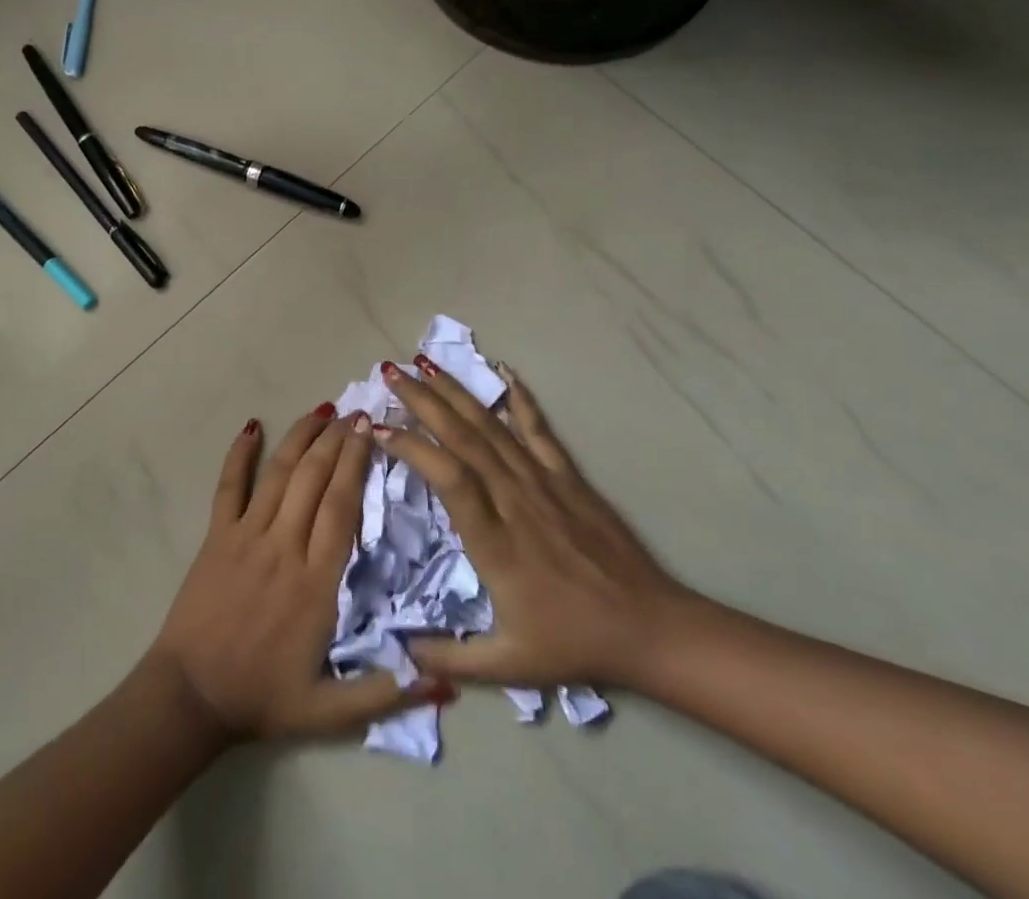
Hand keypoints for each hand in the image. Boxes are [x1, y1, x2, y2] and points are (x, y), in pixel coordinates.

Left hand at [145, 407, 456, 744]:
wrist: (192, 696)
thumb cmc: (263, 698)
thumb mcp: (330, 713)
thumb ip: (387, 695)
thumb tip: (446, 683)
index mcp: (316, 583)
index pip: (342, 507)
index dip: (357, 464)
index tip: (371, 431)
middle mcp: (284, 547)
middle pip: (314, 479)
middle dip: (336, 440)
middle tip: (355, 412)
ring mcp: (246, 536)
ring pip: (278, 474)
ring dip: (301, 438)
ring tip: (321, 410)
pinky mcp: (216, 535)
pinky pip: (228, 486)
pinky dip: (238, 454)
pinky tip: (251, 426)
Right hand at [376, 358, 693, 691]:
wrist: (650, 628)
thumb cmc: (573, 642)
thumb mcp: (509, 666)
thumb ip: (450, 659)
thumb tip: (397, 651)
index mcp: (495, 541)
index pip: (447, 477)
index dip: (412, 448)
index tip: (378, 429)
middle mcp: (514, 499)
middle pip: (464, 437)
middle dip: (423, 400)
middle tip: (390, 372)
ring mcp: (543, 482)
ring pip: (492, 426)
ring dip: (455, 392)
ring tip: (423, 362)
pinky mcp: (567, 476)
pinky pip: (538, 429)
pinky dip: (519, 398)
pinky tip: (503, 370)